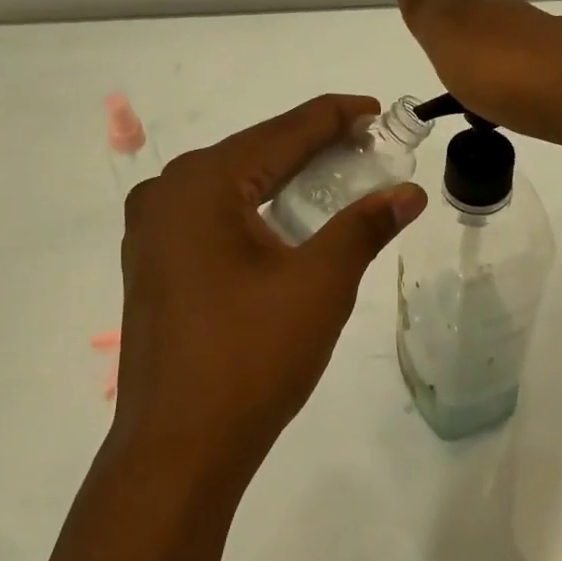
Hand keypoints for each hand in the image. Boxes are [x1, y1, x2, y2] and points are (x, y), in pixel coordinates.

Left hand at [113, 95, 426, 481]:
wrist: (178, 451)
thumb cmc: (251, 358)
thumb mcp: (320, 284)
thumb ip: (365, 226)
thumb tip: (409, 192)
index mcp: (203, 183)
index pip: (283, 131)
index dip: (336, 116)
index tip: (377, 110)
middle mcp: (168, 191)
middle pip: (256, 152)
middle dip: (314, 148)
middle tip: (369, 148)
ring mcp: (152, 229)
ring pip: (234, 184)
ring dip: (286, 178)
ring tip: (339, 178)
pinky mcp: (152, 261)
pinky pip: (214, 214)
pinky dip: (257, 208)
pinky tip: (290, 219)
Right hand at [389, 0, 561, 148]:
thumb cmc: (508, 72)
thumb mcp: (451, 38)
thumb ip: (426, 4)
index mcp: (483, 11)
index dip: (435, 4)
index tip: (424, 15)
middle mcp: (519, 21)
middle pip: (486, 20)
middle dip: (467, 33)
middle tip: (450, 57)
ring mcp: (553, 46)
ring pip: (515, 46)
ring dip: (498, 61)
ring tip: (483, 89)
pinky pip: (540, 74)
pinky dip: (525, 84)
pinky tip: (524, 102)